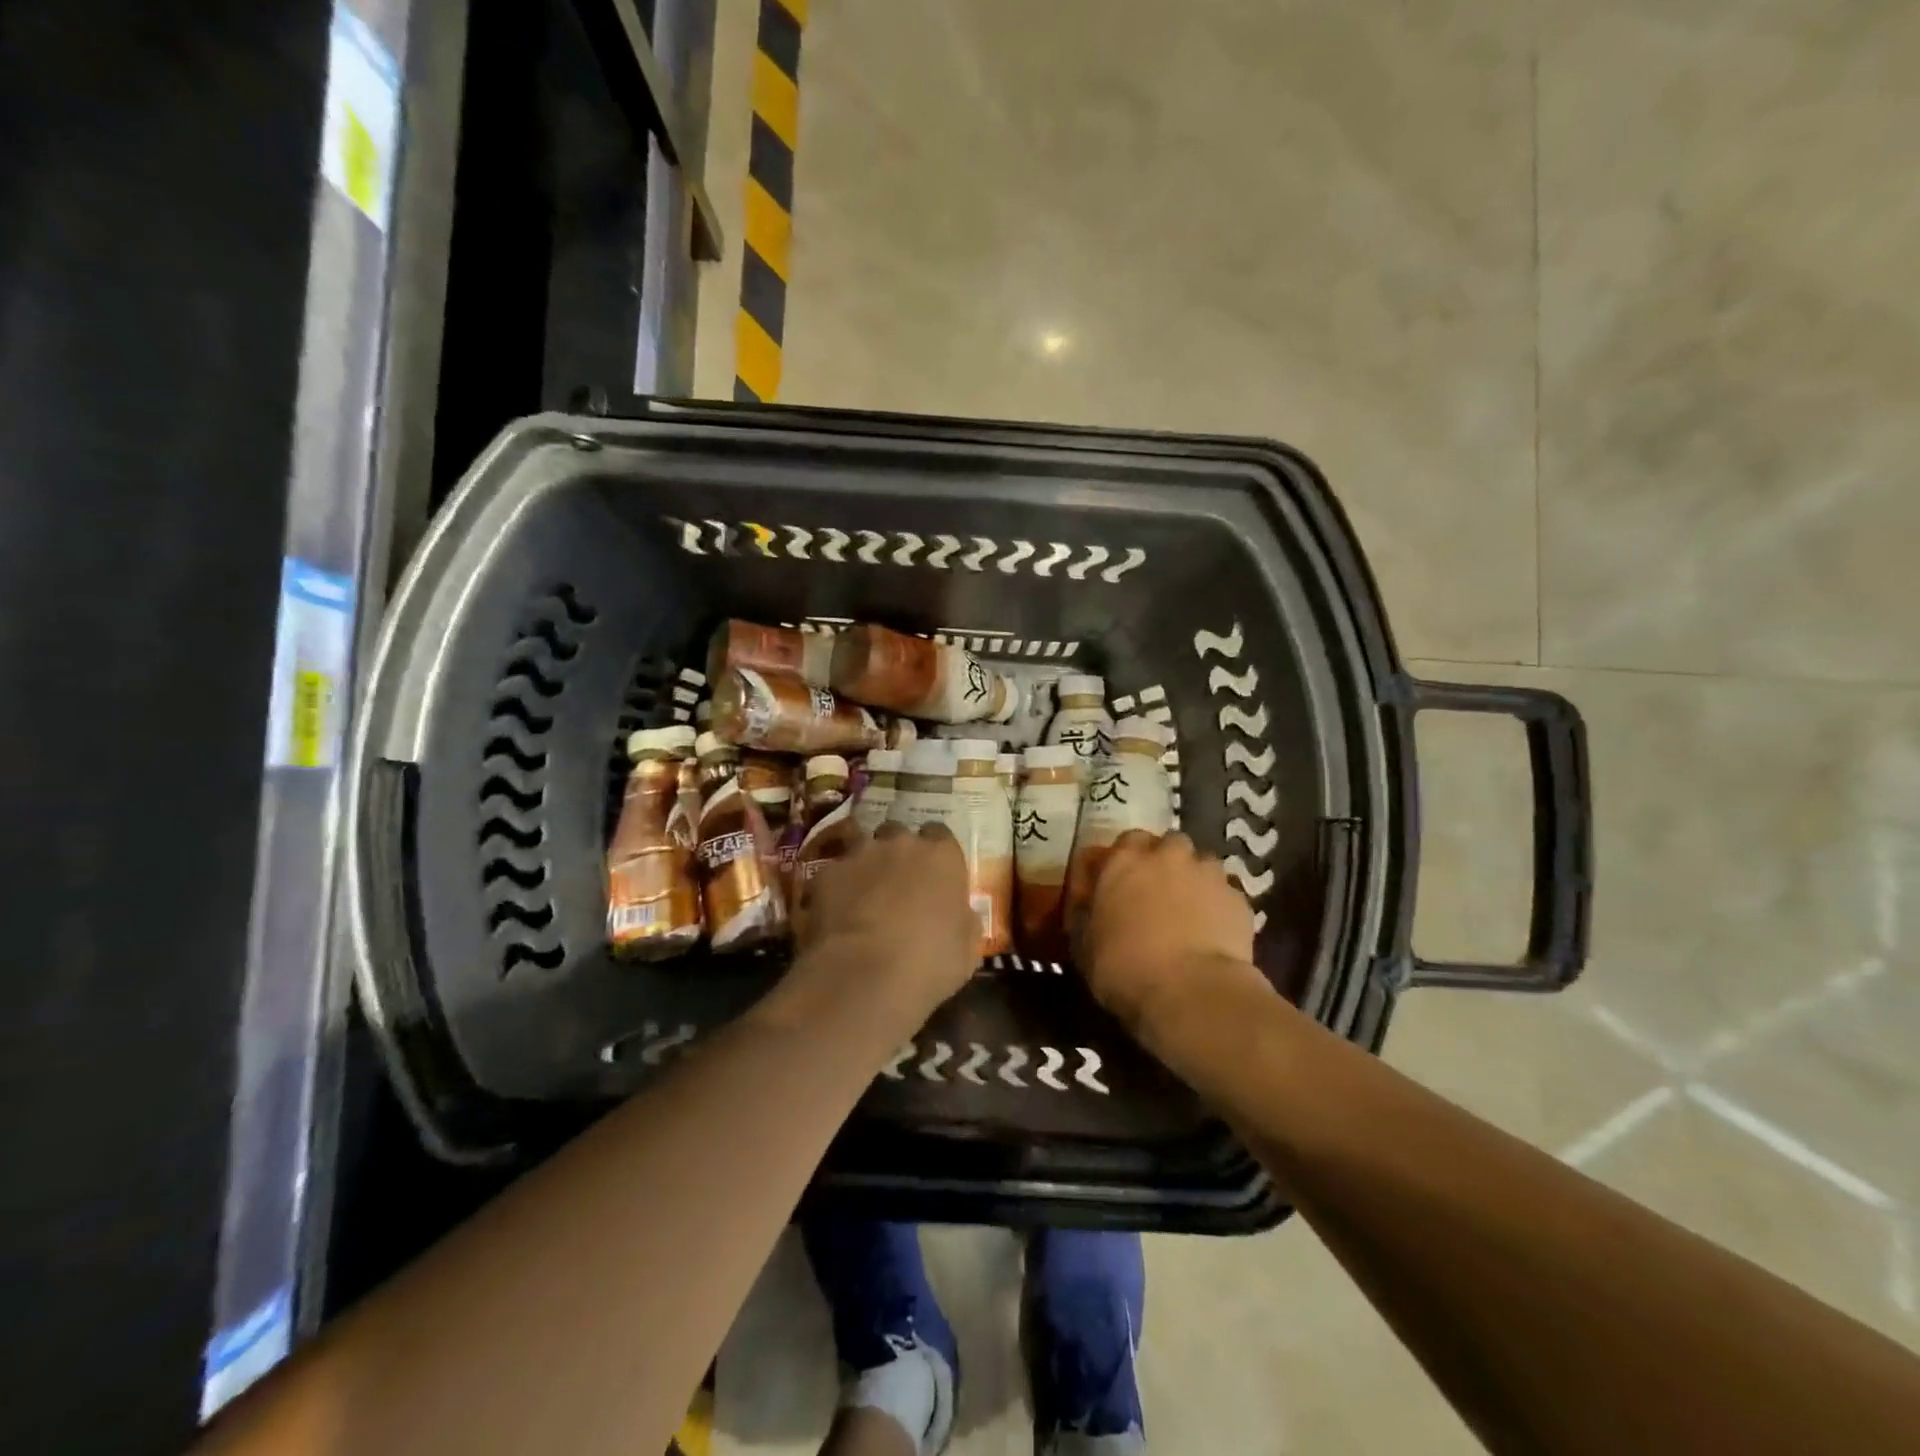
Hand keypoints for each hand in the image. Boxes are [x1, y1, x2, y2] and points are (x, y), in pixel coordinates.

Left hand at [794, 823, 977, 1020]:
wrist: (864, 976)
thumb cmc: (929, 963)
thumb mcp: (967, 949)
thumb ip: (964, 920)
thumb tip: (960, 914)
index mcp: (941, 856)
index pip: (940, 834)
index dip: (935, 854)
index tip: (933, 874)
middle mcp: (901, 843)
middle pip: (898, 833)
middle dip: (897, 853)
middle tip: (897, 884)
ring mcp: (859, 854)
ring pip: (862, 846)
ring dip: (865, 864)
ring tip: (863, 895)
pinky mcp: (825, 873)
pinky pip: (834, 873)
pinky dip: (836, 888)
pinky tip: (835, 915)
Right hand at [1071, 831, 1269, 1034]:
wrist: (1191, 993)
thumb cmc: (1124, 968)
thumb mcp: (1084, 944)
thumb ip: (1087, 913)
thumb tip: (1089, 905)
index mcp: (1123, 861)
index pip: (1125, 841)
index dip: (1126, 860)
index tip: (1121, 882)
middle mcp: (1166, 856)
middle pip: (1168, 844)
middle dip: (1164, 861)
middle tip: (1158, 891)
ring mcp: (1207, 874)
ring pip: (1202, 864)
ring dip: (1194, 879)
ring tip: (1190, 911)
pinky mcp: (1238, 899)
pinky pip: (1225, 894)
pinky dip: (1219, 906)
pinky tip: (1214, 932)